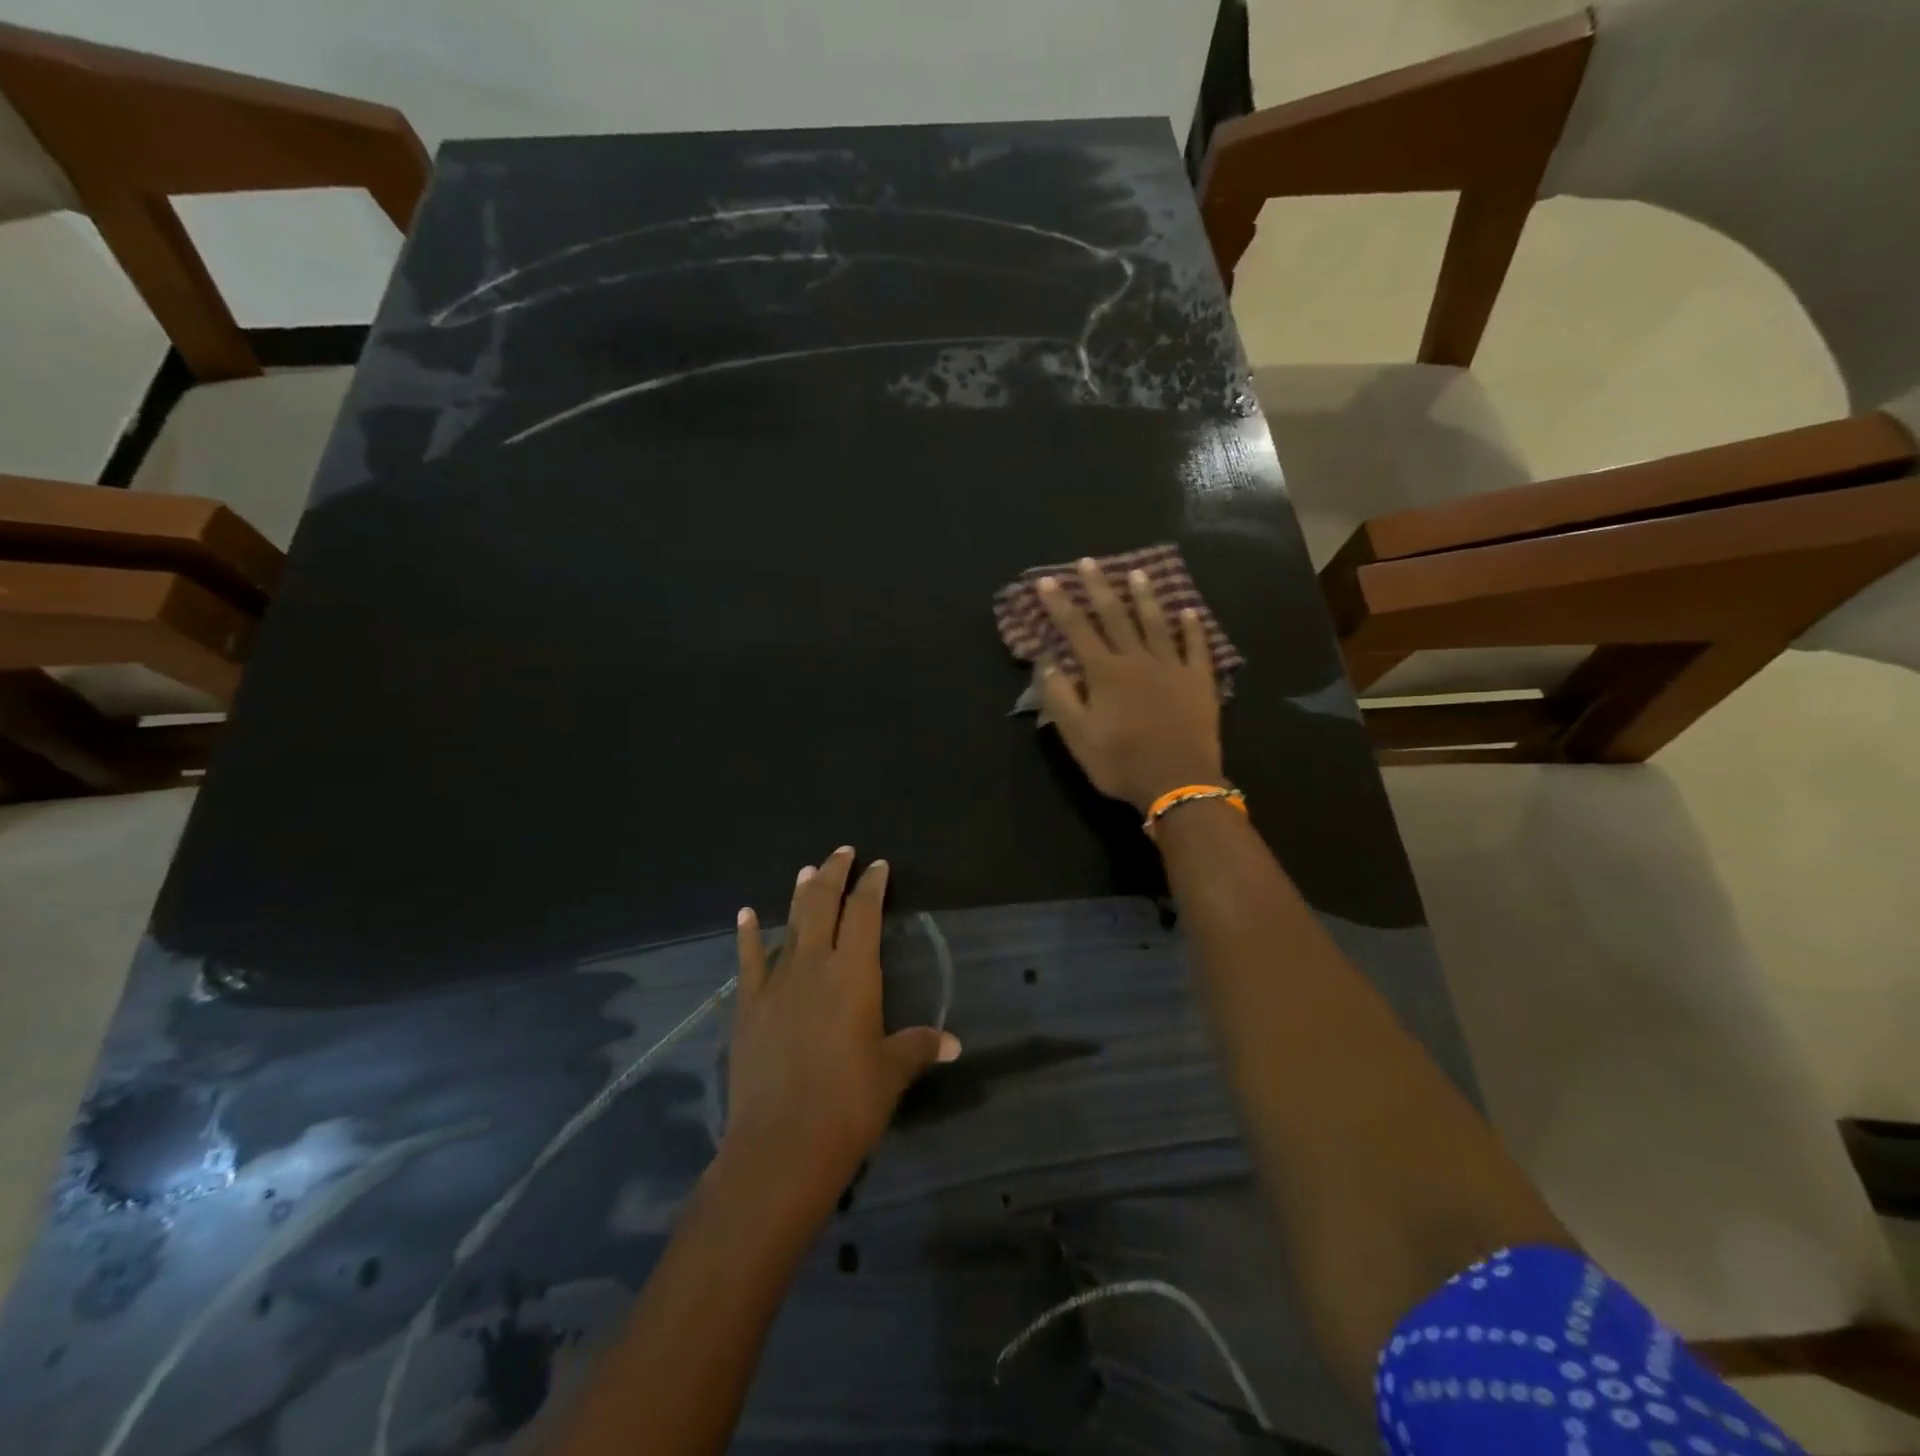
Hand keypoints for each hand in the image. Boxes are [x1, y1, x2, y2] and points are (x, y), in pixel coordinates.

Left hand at [722, 847, 960, 1213]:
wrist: (781, 1146)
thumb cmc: (848, 1105)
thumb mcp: (892, 1073)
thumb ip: (919, 1047)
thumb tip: (954, 1043)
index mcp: (854, 974)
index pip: (864, 913)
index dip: (872, 885)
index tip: (878, 865)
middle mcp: (814, 965)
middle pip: (823, 905)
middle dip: (834, 874)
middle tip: (843, 852)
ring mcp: (776, 983)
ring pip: (790, 924)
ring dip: (799, 895)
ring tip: (807, 870)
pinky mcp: (749, 1006)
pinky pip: (747, 960)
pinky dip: (747, 934)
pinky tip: (746, 913)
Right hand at [1037, 558, 1224, 812]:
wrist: (1178, 783)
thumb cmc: (1120, 762)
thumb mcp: (1077, 736)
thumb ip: (1060, 696)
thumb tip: (1045, 661)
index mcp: (1104, 673)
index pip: (1076, 630)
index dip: (1060, 604)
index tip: (1047, 581)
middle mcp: (1137, 660)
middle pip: (1115, 616)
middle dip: (1099, 588)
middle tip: (1088, 562)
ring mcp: (1171, 667)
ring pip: (1156, 623)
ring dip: (1145, 597)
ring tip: (1138, 573)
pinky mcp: (1199, 681)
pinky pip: (1196, 647)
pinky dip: (1192, 628)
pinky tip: (1190, 612)